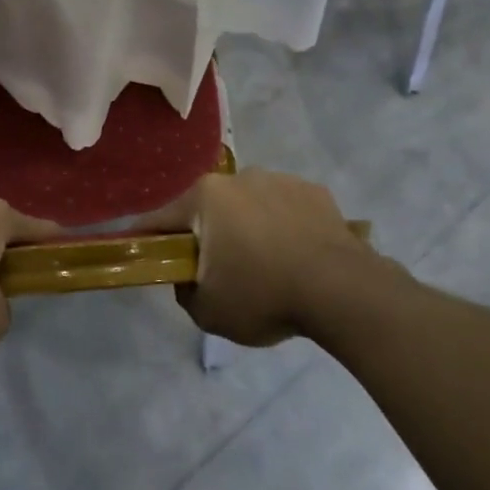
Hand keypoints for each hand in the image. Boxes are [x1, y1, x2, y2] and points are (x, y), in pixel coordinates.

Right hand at [165, 170, 372, 346]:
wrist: (342, 290)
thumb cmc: (264, 295)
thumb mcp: (208, 312)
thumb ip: (185, 292)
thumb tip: (189, 279)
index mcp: (205, 197)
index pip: (161, 218)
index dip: (149, 240)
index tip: (147, 256)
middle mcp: (239, 177)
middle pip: (209, 209)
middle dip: (208, 235)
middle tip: (220, 272)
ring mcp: (279, 179)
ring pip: (250, 205)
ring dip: (249, 228)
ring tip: (269, 267)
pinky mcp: (314, 191)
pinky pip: (286, 209)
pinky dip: (285, 227)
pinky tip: (298, 258)